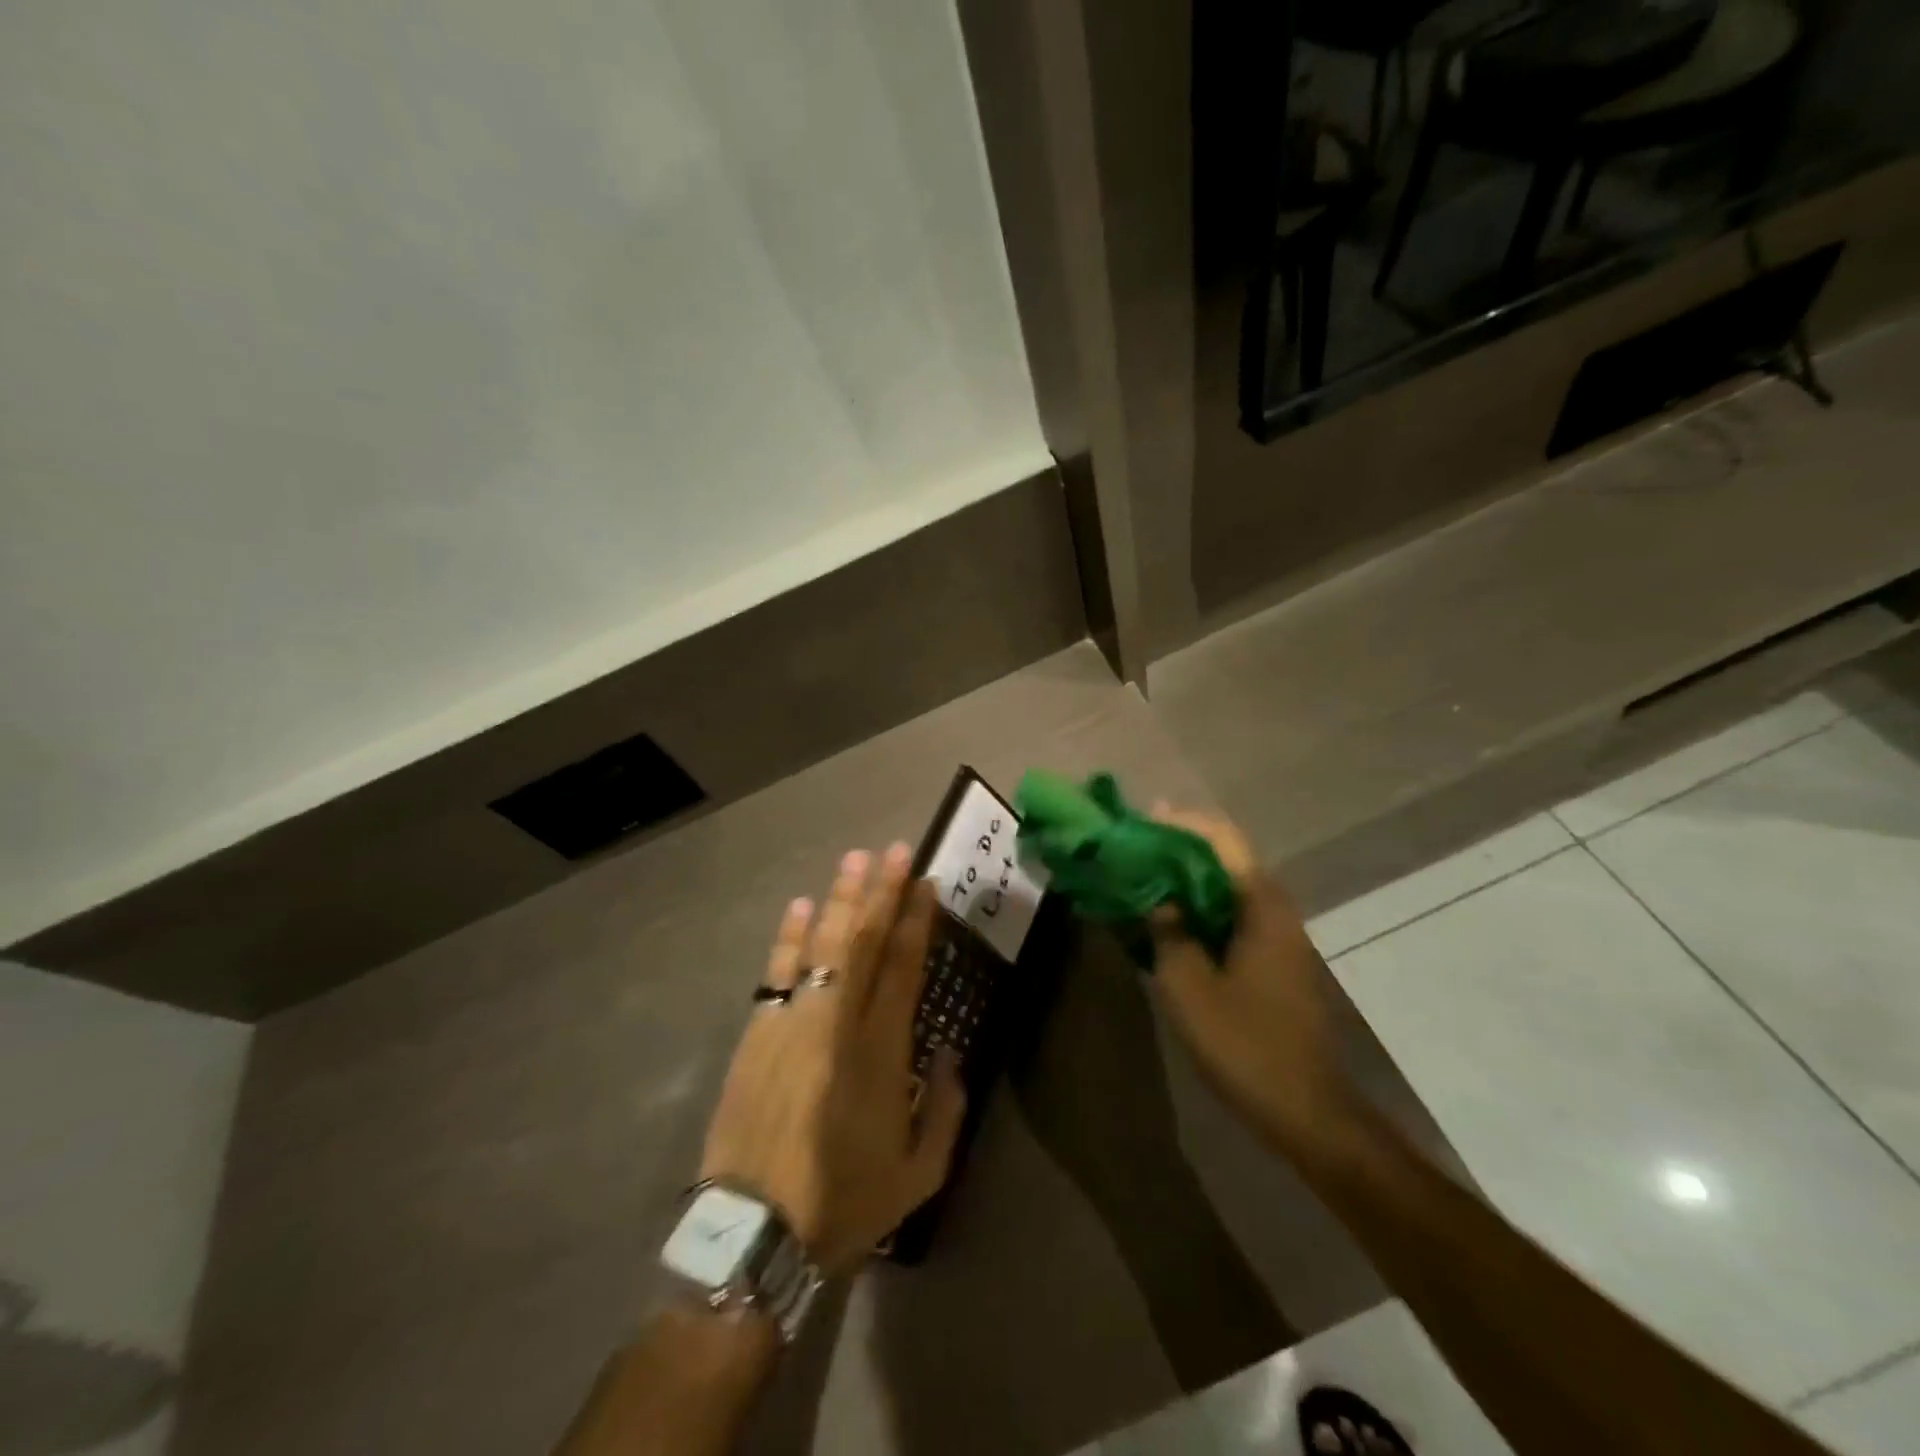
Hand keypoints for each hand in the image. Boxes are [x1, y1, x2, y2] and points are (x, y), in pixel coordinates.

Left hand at [700, 844, 965, 1274]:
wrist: (756, 1234)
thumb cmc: (845, 1201)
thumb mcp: (920, 1173)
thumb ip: (946, 1107)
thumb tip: (947, 1050)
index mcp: (882, 1051)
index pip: (903, 967)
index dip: (916, 921)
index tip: (926, 884)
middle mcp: (838, 1023)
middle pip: (865, 942)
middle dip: (883, 892)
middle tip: (896, 850)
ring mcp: (792, 1022)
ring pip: (823, 945)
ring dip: (840, 899)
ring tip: (855, 859)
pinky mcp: (757, 1033)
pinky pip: (777, 972)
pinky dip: (790, 936)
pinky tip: (801, 906)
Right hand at [1145, 807, 1350, 1138]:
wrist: (1307, 1111)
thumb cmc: (1246, 1045)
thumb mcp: (1188, 987)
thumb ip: (1168, 933)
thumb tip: (1158, 901)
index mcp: (1261, 907)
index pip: (1222, 841)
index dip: (1182, 823)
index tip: (1142, 818)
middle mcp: (1276, 911)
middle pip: (1227, 858)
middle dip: (1180, 847)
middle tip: (1134, 847)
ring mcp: (1279, 937)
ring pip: (1228, 888)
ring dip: (1187, 878)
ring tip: (1143, 877)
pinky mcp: (1274, 961)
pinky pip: (1232, 915)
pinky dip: (1199, 908)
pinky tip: (1169, 921)